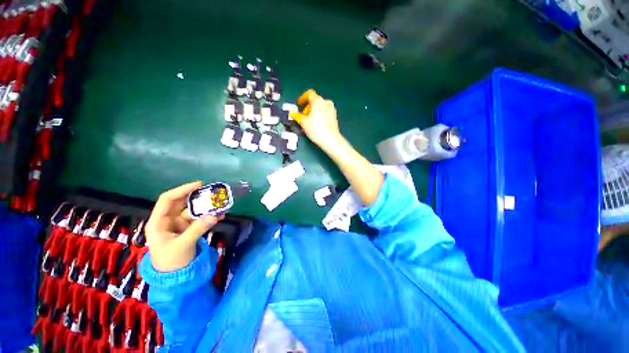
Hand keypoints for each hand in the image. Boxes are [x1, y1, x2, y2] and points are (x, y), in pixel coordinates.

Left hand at [145, 181, 223, 271]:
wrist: (175, 278)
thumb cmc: (171, 262)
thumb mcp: (183, 245)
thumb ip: (198, 229)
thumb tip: (215, 215)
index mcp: (158, 222)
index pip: (168, 200)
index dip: (182, 190)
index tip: (199, 185)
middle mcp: (168, 221)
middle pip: (182, 203)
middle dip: (197, 198)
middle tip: (213, 193)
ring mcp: (179, 225)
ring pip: (193, 211)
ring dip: (207, 208)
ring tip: (221, 206)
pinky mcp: (188, 230)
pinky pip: (200, 220)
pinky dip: (209, 217)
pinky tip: (220, 216)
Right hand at [290, 89, 343, 151]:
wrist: (330, 139)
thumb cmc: (316, 129)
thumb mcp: (303, 122)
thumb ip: (297, 116)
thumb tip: (293, 113)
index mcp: (318, 101)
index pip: (309, 94)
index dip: (302, 98)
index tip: (299, 104)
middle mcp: (326, 102)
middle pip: (315, 101)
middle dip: (308, 107)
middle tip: (303, 116)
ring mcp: (332, 109)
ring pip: (320, 107)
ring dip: (314, 112)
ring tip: (309, 122)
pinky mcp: (335, 116)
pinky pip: (325, 112)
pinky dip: (320, 116)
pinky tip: (316, 124)